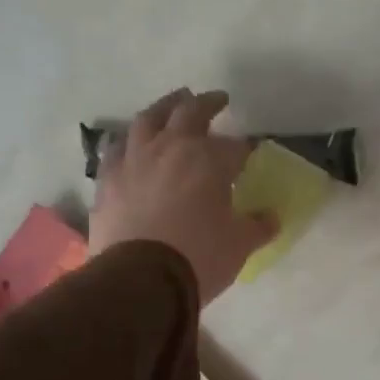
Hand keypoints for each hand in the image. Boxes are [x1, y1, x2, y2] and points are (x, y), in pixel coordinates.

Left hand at [89, 88, 276, 303]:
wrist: (139, 279)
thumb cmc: (199, 257)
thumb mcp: (240, 244)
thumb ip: (257, 226)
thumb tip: (272, 217)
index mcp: (209, 159)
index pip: (234, 146)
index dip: (244, 149)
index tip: (250, 153)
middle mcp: (171, 148)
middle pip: (189, 113)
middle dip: (207, 104)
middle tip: (216, 99)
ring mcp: (134, 161)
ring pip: (148, 120)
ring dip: (164, 108)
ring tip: (173, 104)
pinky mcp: (108, 180)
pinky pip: (117, 149)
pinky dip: (130, 141)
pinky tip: (132, 144)